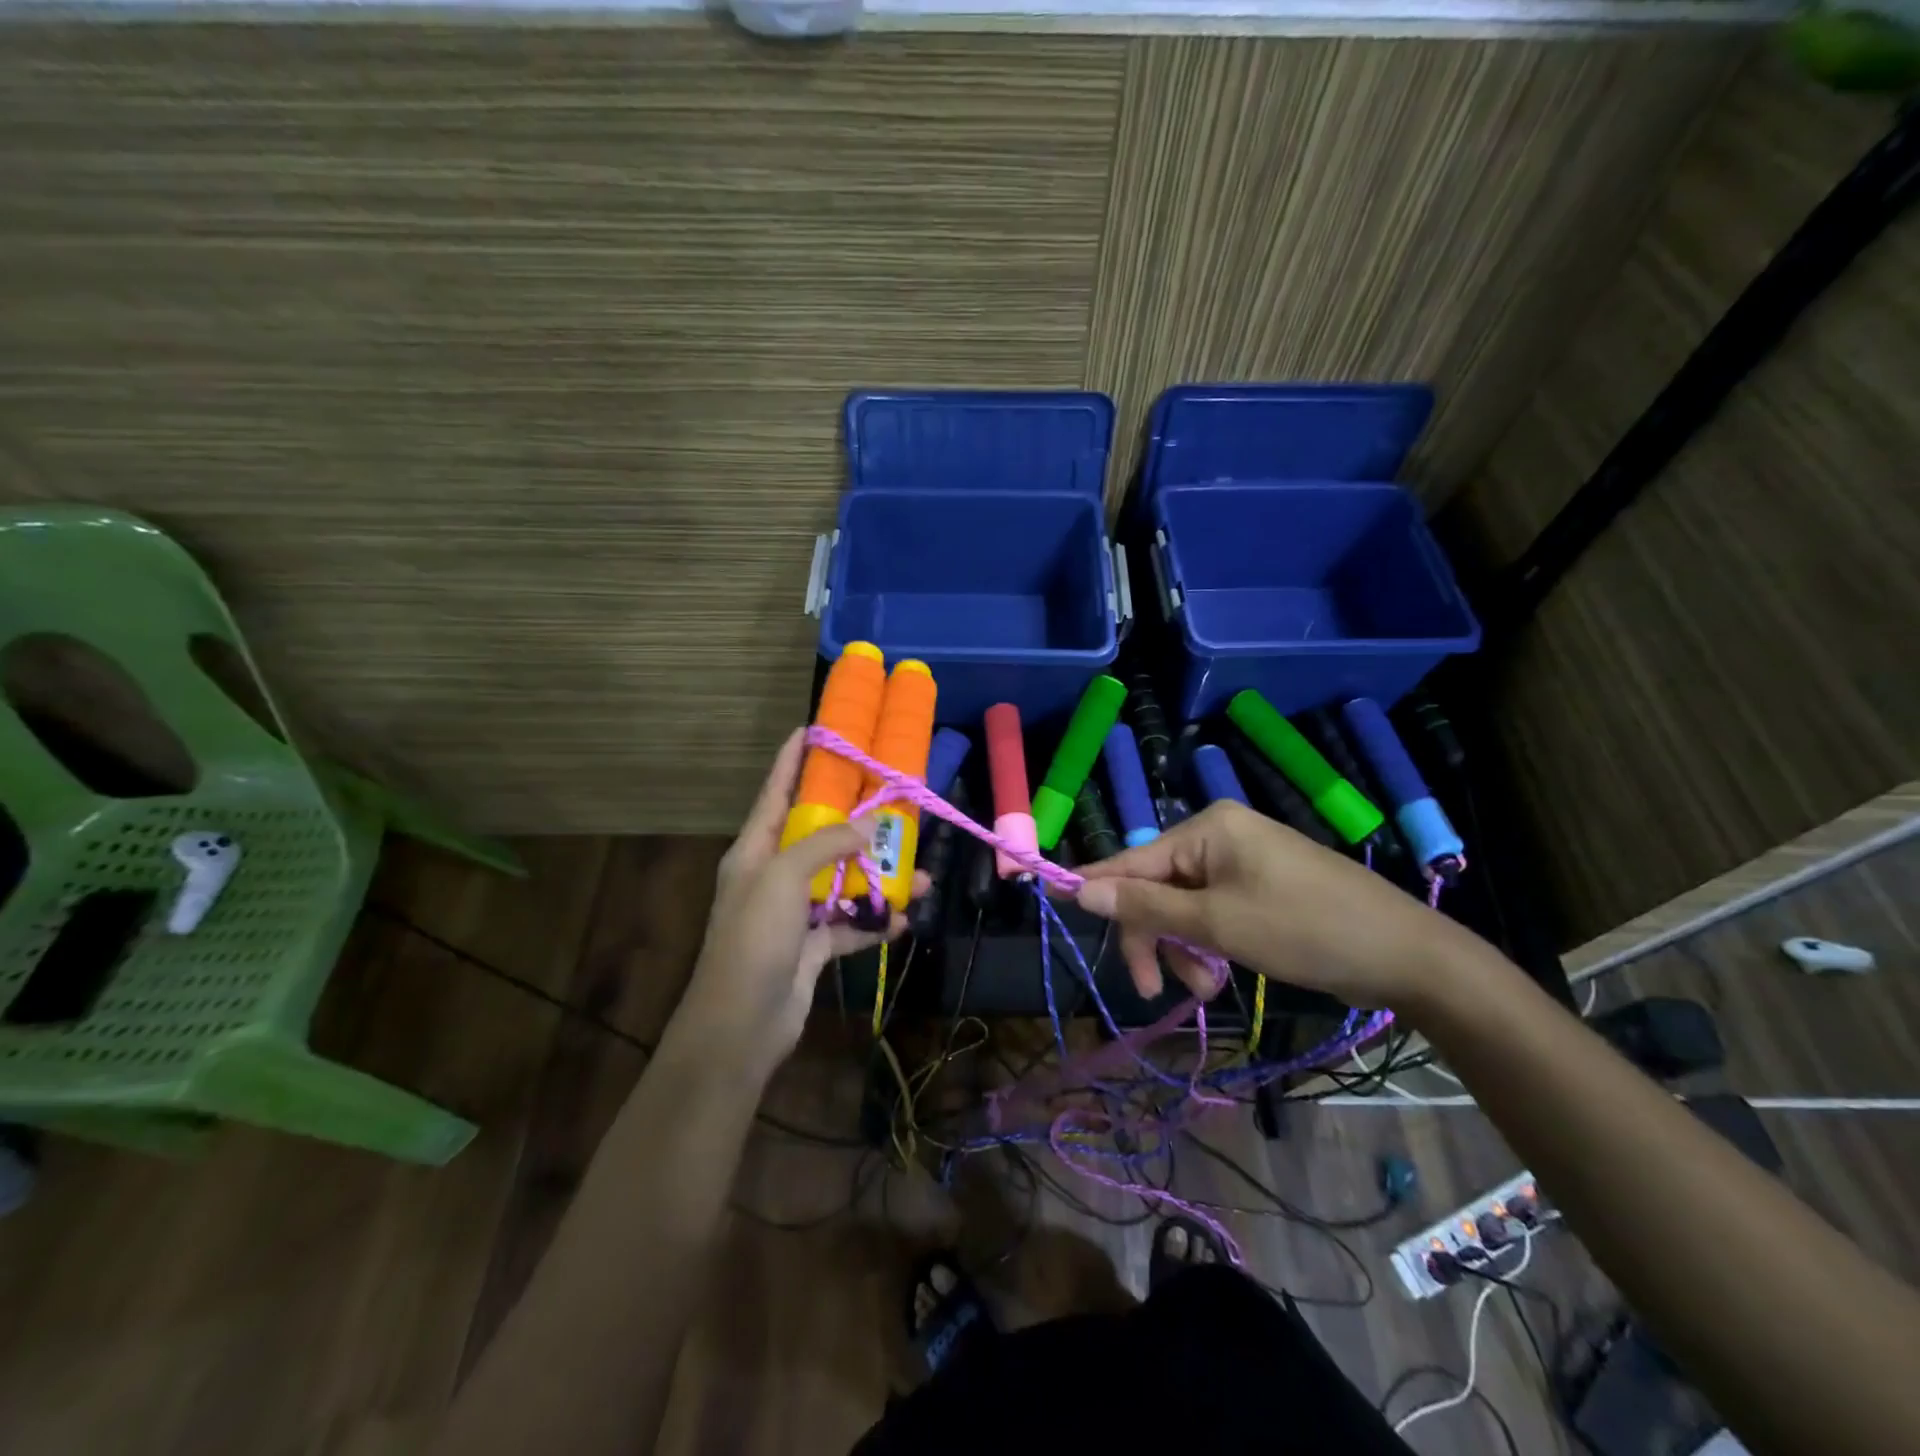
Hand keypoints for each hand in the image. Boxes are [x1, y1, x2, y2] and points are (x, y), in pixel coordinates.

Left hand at [679, 728, 925, 1072]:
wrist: (742, 1025)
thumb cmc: (755, 939)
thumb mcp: (785, 878)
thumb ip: (828, 844)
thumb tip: (871, 824)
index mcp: (756, 849)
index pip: (776, 790)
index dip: (795, 758)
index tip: (819, 727)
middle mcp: (775, 874)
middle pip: (818, 833)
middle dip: (856, 818)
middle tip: (894, 797)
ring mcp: (794, 912)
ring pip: (842, 880)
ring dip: (879, 877)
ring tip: (920, 873)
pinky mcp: (812, 946)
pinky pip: (849, 924)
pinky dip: (875, 922)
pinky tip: (904, 919)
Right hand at [1074, 800, 1458, 1006]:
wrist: (1408, 956)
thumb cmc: (1305, 929)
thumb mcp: (1217, 924)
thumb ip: (1145, 907)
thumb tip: (1078, 888)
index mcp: (1209, 829)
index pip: (1133, 859)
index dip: (1097, 888)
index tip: (1059, 908)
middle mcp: (1221, 836)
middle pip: (1158, 887)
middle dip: (1155, 937)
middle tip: (1154, 989)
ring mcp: (1244, 861)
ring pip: (1185, 905)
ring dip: (1184, 948)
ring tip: (1206, 988)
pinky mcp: (1262, 887)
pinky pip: (1214, 911)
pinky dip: (1209, 944)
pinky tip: (1222, 975)